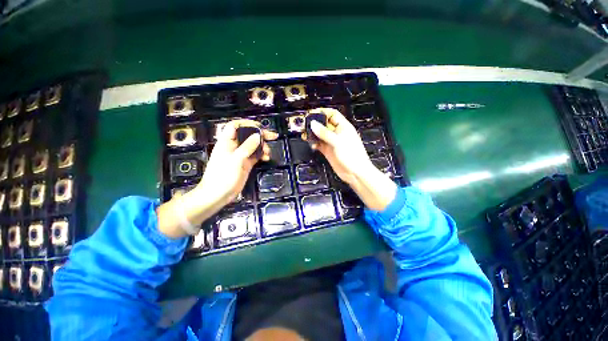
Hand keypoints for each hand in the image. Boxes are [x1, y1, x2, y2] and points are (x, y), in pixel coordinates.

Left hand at [157, 119, 276, 238]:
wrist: (218, 194)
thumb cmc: (222, 176)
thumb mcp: (235, 160)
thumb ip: (247, 147)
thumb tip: (258, 136)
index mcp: (227, 142)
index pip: (235, 126)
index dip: (247, 124)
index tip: (260, 127)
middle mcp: (234, 147)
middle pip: (248, 135)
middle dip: (260, 135)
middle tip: (272, 136)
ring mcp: (241, 155)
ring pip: (254, 145)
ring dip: (263, 146)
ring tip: (268, 152)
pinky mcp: (246, 163)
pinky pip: (256, 155)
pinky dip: (262, 155)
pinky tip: (267, 158)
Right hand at [303, 108, 396, 210]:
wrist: (355, 173)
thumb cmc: (353, 156)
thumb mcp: (338, 142)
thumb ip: (325, 133)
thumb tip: (314, 124)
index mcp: (343, 127)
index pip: (331, 114)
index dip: (322, 112)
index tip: (312, 114)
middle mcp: (337, 134)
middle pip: (323, 124)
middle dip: (314, 124)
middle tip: (306, 125)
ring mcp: (332, 142)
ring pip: (320, 135)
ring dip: (312, 134)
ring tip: (306, 135)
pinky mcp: (328, 151)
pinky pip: (319, 144)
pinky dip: (314, 144)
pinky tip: (312, 145)